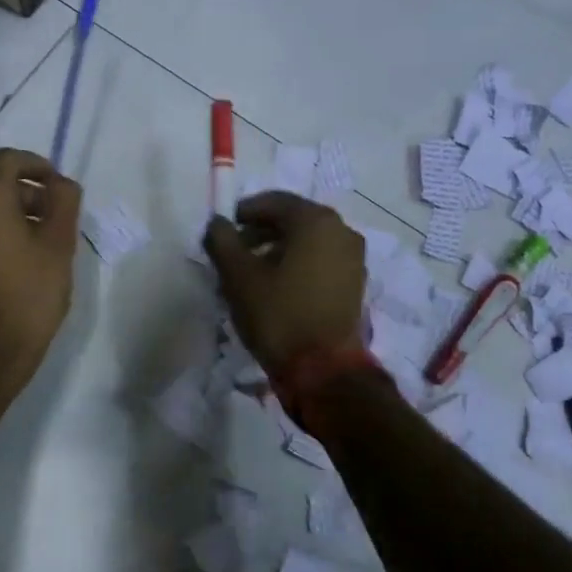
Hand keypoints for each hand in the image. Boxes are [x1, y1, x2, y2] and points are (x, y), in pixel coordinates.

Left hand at [0, 148, 81, 398]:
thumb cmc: (28, 295)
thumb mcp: (60, 245)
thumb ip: (64, 201)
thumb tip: (60, 183)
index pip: (9, 160)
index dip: (38, 167)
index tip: (58, 188)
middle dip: (25, 194)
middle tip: (53, 219)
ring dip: (7, 214)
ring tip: (36, 242)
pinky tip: (11, 260)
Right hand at [204, 192, 364, 378]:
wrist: (324, 369)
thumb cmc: (279, 315)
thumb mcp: (239, 276)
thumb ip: (222, 241)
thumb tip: (217, 223)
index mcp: (316, 221)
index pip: (274, 202)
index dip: (245, 211)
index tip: (224, 228)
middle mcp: (341, 231)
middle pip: (294, 220)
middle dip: (261, 231)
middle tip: (235, 250)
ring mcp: (353, 259)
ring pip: (308, 242)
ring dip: (279, 249)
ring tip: (252, 271)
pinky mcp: (354, 284)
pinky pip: (320, 261)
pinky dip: (297, 264)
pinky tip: (277, 286)